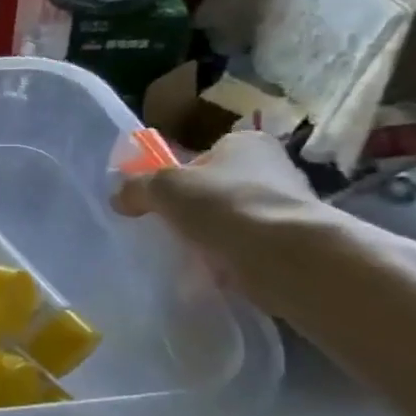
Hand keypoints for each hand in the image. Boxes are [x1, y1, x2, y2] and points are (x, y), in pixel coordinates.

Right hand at [114, 130, 322, 312]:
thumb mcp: (164, 188)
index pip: (204, 155)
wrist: (286, 257)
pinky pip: (251, 249)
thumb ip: (137, 187)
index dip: (180, 176)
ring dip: (215, 237)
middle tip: (173, 229)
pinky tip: (218, 273)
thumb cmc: (223, 206)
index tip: (164, 201)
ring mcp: (289, 207)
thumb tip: (120, 196)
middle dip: (197, 210)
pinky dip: (234, 260)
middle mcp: (274, 168)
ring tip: (193, 255)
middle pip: (219, 188)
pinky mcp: (296, 244)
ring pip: (235, 220)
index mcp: (246, 143)